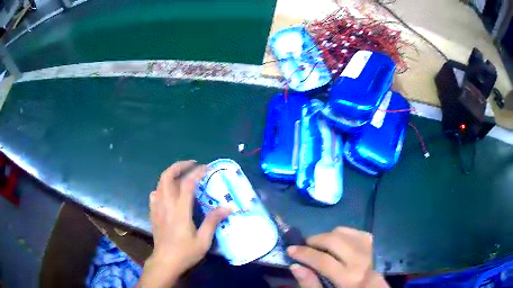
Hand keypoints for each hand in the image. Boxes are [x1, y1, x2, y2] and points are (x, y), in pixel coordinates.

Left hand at [139, 160, 230, 287]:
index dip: (197, 172)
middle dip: (179, 166)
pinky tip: (168, 193)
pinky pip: (155, 194)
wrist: (165, 262)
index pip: (187, 184)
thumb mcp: (203, 240)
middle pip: (167, 176)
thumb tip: (228, 207)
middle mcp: (166, 204)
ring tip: (182, 175)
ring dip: (171, 174)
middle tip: (192, 165)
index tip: (207, 168)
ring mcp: (157, 208)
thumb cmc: (185, 252)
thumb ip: (213, 221)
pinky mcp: (153, 213)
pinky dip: (162, 187)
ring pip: (159, 182)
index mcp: (180, 210)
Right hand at [287, 227, 388, 287]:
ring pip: (342, 232)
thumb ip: (310, 283)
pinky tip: (335, 244)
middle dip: (314, 240)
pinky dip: (339, 234)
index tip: (290, 249)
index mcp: (349, 278)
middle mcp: (360, 260)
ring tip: (319, 246)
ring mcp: (367, 248)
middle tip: (304, 246)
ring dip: (326, 236)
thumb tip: (295, 266)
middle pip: (333, 240)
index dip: (304, 253)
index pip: (323, 260)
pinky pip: (351, 230)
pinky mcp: (370, 242)